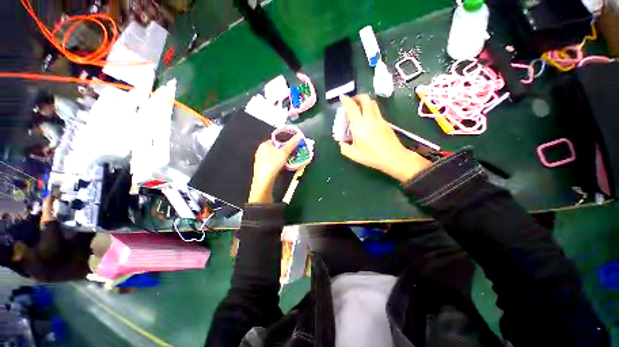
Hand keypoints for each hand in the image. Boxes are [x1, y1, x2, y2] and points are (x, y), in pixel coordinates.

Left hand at [248, 136, 300, 202]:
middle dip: (284, 151)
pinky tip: (281, 167)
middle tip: (292, 154)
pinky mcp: (262, 167)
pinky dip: (278, 163)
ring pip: (274, 156)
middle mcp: (261, 151)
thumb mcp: (284, 153)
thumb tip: (299, 136)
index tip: (292, 147)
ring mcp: (260, 160)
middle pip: (276, 148)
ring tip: (289, 161)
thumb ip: (291, 144)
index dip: (285, 143)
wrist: (264, 181)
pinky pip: (272, 162)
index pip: (277, 140)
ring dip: (282, 158)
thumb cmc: (272, 164)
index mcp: (264, 144)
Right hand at [339, 95, 430, 181]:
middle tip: (351, 102)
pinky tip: (367, 121)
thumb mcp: (353, 154)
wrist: (393, 157)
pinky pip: (376, 111)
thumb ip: (344, 147)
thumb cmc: (371, 156)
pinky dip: (370, 110)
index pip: (352, 107)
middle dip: (357, 97)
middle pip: (365, 99)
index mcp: (359, 124)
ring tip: (359, 109)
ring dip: (365, 102)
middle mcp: (370, 118)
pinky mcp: (386, 123)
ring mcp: (379, 119)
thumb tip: (342, 143)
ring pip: (372, 103)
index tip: (342, 98)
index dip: (346, 100)